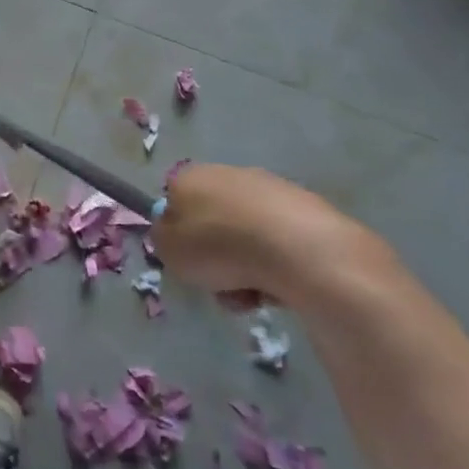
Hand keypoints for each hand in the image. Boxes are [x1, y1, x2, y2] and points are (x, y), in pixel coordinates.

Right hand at [154, 164, 387, 309]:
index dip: (178, 234)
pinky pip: (279, 244)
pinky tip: (280, 287)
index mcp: (190, 176)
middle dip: (214, 254)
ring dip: (244, 266)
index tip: (187, 260)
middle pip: (212, 221)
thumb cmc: (219, 246)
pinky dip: (275, 266)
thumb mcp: (167, 250)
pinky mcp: (307, 210)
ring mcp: (270, 189)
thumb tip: (174, 233)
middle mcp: (227, 173)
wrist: (298, 250)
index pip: (173, 201)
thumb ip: (162, 239)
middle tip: (218, 282)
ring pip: (245, 236)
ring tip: (252, 295)